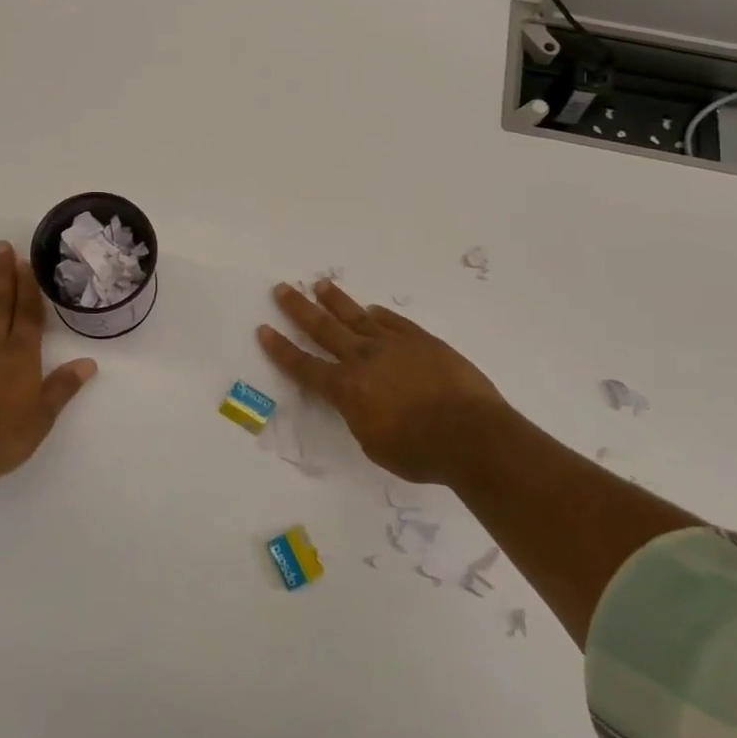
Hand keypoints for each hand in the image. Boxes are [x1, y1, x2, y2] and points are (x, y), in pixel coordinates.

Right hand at [258, 280, 512, 485]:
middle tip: (283, 288)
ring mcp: (395, 345)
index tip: (264, 329)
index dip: (281, 349)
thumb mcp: (374, 444)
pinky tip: (373, 309)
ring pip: (357, 317)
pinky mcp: (423, 341)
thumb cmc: (419, 452)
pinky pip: (395, 322)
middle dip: (300, 309)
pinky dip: (381, 315)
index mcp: (346, 388)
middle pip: (324, 329)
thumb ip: (359, 417)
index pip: (304, 366)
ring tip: (321, 285)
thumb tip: (359, 400)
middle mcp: (364, 358)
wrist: (472, 435)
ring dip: (336, 301)